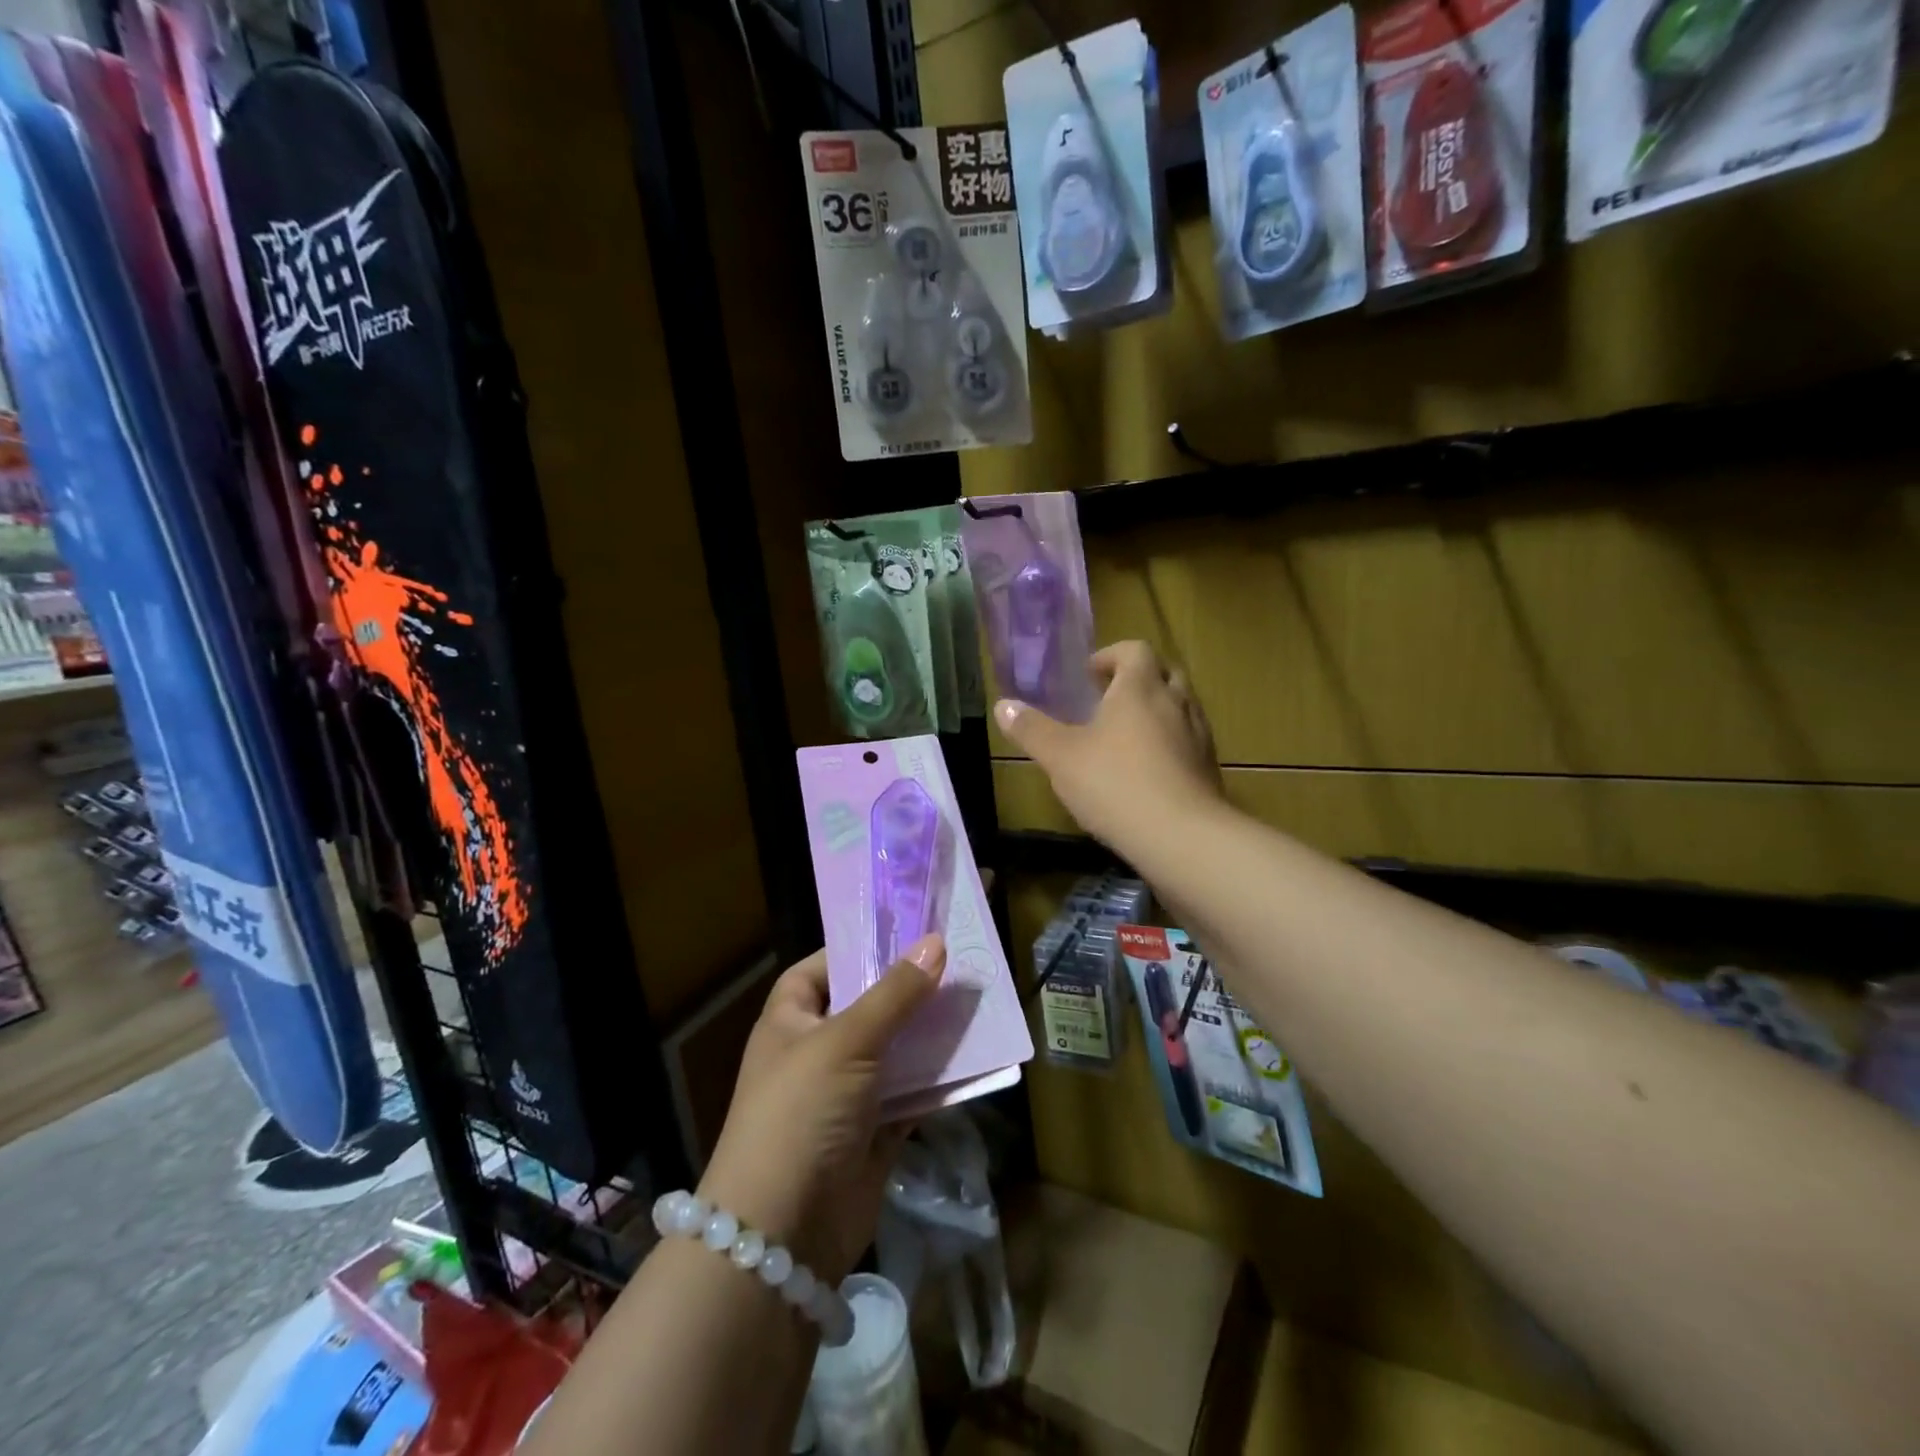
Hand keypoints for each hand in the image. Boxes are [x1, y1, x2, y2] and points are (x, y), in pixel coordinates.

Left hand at [696, 936, 944, 1286]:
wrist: (782, 1235)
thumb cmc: (801, 1112)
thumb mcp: (846, 1041)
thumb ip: (895, 994)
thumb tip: (936, 942)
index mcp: (791, 1021)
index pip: (819, 969)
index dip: (854, 950)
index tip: (903, 933)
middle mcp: (816, 1053)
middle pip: (866, 1008)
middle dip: (907, 990)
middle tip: (956, 960)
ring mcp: (845, 1096)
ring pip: (894, 1052)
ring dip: (929, 1034)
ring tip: (975, 1000)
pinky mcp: (873, 1134)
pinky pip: (912, 1096)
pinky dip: (938, 1082)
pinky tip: (976, 1059)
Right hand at [996, 640, 1224, 849]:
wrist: (1181, 836)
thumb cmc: (1115, 784)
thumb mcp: (1060, 757)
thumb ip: (1032, 729)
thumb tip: (1003, 705)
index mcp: (1140, 687)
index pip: (1135, 650)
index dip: (1111, 656)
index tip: (1089, 676)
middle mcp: (1176, 702)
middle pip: (1163, 673)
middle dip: (1137, 680)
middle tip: (1108, 702)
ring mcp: (1199, 735)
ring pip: (1180, 707)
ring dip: (1156, 712)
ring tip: (1126, 738)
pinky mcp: (1209, 767)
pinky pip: (1189, 741)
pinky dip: (1170, 744)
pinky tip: (1147, 772)